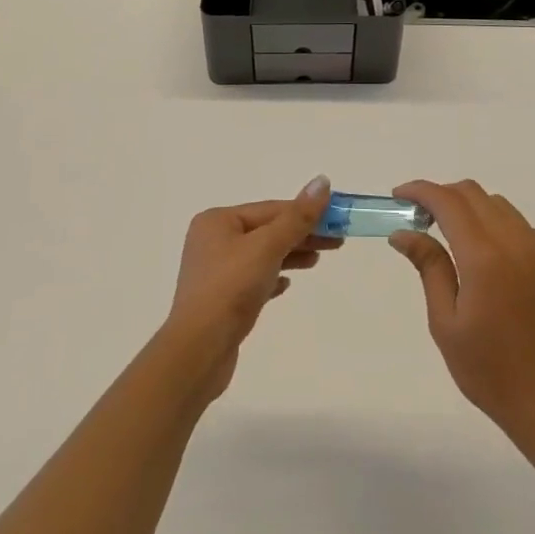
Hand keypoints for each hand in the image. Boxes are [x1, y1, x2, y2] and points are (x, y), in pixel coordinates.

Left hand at [160, 176, 340, 401]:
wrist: (197, 352)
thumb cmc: (231, 289)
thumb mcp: (268, 247)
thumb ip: (298, 216)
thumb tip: (322, 181)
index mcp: (218, 221)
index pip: (271, 210)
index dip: (306, 212)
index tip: (336, 219)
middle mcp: (212, 241)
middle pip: (267, 231)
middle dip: (301, 235)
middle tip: (337, 241)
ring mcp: (215, 272)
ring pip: (262, 255)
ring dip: (290, 255)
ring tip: (317, 260)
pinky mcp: (220, 300)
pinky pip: (253, 280)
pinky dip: (273, 277)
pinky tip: (287, 285)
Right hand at [389, 179, 534, 445]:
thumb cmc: (490, 371)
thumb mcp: (446, 323)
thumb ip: (429, 267)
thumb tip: (403, 232)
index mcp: (485, 258)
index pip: (448, 202)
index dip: (421, 191)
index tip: (399, 196)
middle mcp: (518, 242)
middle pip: (474, 194)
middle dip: (444, 196)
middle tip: (421, 218)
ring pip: (499, 206)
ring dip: (471, 210)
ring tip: (454, 239)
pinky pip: (522, 228)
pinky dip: (498, 229)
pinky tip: (490, 262)